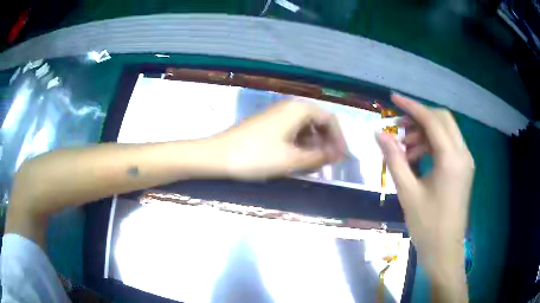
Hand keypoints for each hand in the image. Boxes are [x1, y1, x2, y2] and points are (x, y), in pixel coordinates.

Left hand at [209, 99, 346, 179]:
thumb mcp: (292, 159)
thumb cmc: (257, 156)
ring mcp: (277, 115)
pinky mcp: (268, 124)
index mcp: (299, 109)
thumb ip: (319, 157)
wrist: (218, 156)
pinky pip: (292, 131)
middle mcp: (290, 107)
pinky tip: (297, 159)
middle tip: (329, 162)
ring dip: (314, 145)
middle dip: (327, 142)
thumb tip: (337, 155)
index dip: (339, 139)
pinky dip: (300, 144)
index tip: (341, 158)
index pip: (330, 119)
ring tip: (314, 164)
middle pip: (318, 122)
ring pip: (305, 127)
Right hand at [376, 95, 473, 300]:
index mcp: (452, 159)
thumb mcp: (408, 192)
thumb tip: (379, 134)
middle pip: (442, 120)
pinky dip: (432, 146)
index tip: (393, 99)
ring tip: (405, 150)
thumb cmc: (427, 225)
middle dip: (419, 118)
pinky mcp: (463, 170)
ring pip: (446, 132)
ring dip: (425, 134)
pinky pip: (448, 146)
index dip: (411, 106)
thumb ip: (395, 159)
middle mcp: (463, 154)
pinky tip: (417, 159)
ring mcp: (465, 162)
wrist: (445, 251)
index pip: (432, 120)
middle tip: (398, 129)